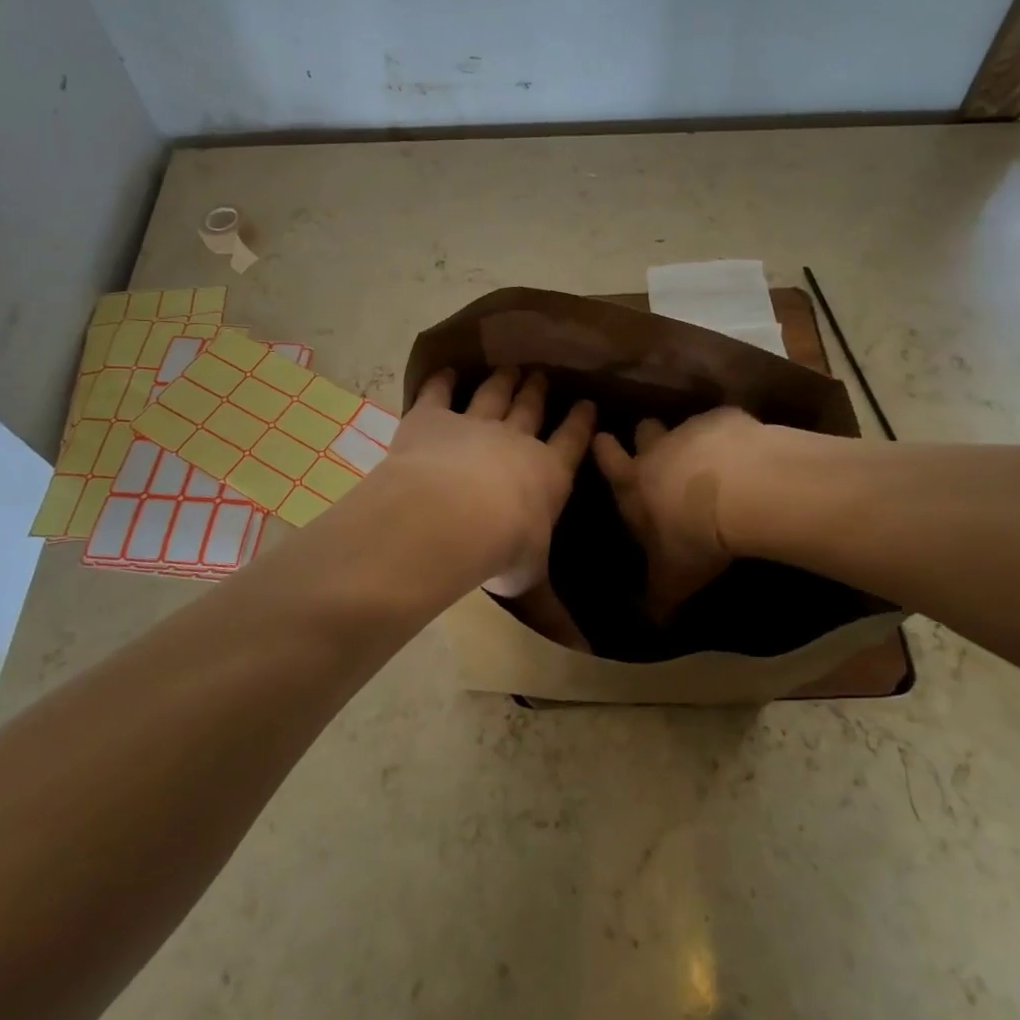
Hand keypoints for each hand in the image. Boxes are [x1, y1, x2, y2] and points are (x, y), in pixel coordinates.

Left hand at [387, 368, 595, 595]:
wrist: (452, 515)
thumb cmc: (502, 549)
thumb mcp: (530, 583)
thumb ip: (551, 611)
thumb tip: (582, 651)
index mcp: (548, 473)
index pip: (571, 442)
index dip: (580, 423)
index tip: (587, 403)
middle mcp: (515, 440)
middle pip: (530, 408)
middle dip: (538, 391)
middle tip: (542, 375)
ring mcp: (473, 423)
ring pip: (493, 395)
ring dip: (502, 381)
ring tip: (510, 368)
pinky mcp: (432, 418)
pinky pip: (438, 393)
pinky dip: (442, 381)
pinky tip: (446, 371)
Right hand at [592, 408, 760, 620]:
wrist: (742, 493)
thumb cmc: (694, 539)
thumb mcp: (673, 581)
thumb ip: (657, 599)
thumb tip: (649, 625)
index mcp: (633, 485)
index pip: (607, 459)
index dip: (604, 450)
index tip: (603, 440)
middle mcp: (657, 451)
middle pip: (644, 430)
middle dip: (648, 437)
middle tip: (661, 449)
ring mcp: (693, 430)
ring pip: (685, 425)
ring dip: (694, 439)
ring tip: (715, 458)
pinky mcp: (728, 420)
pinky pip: (726, 422)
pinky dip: (733, 435)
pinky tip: (750, 454)